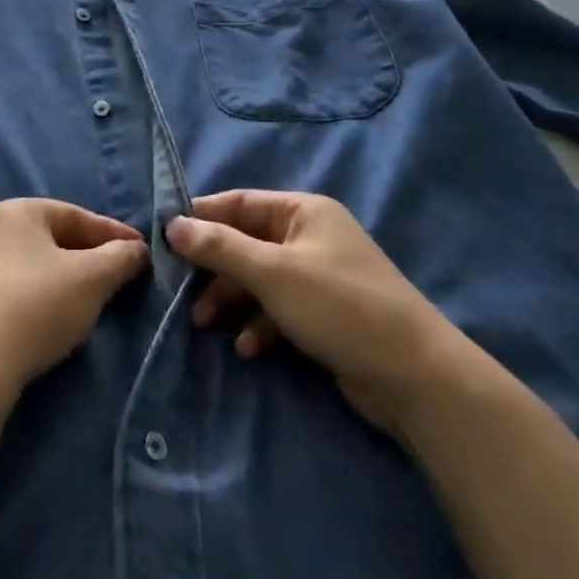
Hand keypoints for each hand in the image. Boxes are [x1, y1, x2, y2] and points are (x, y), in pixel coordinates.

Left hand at [0, 199, 147, 395]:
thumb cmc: (37, 305)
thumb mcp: (92, 278)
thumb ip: (121, 257)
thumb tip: (138, 249)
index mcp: (16, 210)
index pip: (77, 215)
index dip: (114, 234)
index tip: (142, 253)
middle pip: (52, 239)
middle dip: (89, 257)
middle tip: (119, 277)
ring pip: (32, 266)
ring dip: (63, 280)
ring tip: (90, 301)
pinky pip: (12, 290)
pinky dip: (38, 299)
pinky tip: (52, 320)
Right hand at [167, 190, 476, 440]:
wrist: (414, 376)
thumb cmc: (338, 306)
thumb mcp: (272, 273)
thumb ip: (220, 247)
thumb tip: (172, 224)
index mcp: (303, 211)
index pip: (239, 202)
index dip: (201, 217)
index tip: (164, 237)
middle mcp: (310, 236)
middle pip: (246, 242)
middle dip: (214, 268)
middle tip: (180, 291)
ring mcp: (318, 276)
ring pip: (259, 278)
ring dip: (231, 299)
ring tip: (205, 324)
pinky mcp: (324, 313)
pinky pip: (278, 308)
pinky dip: (259, 323)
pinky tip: (248, 347)